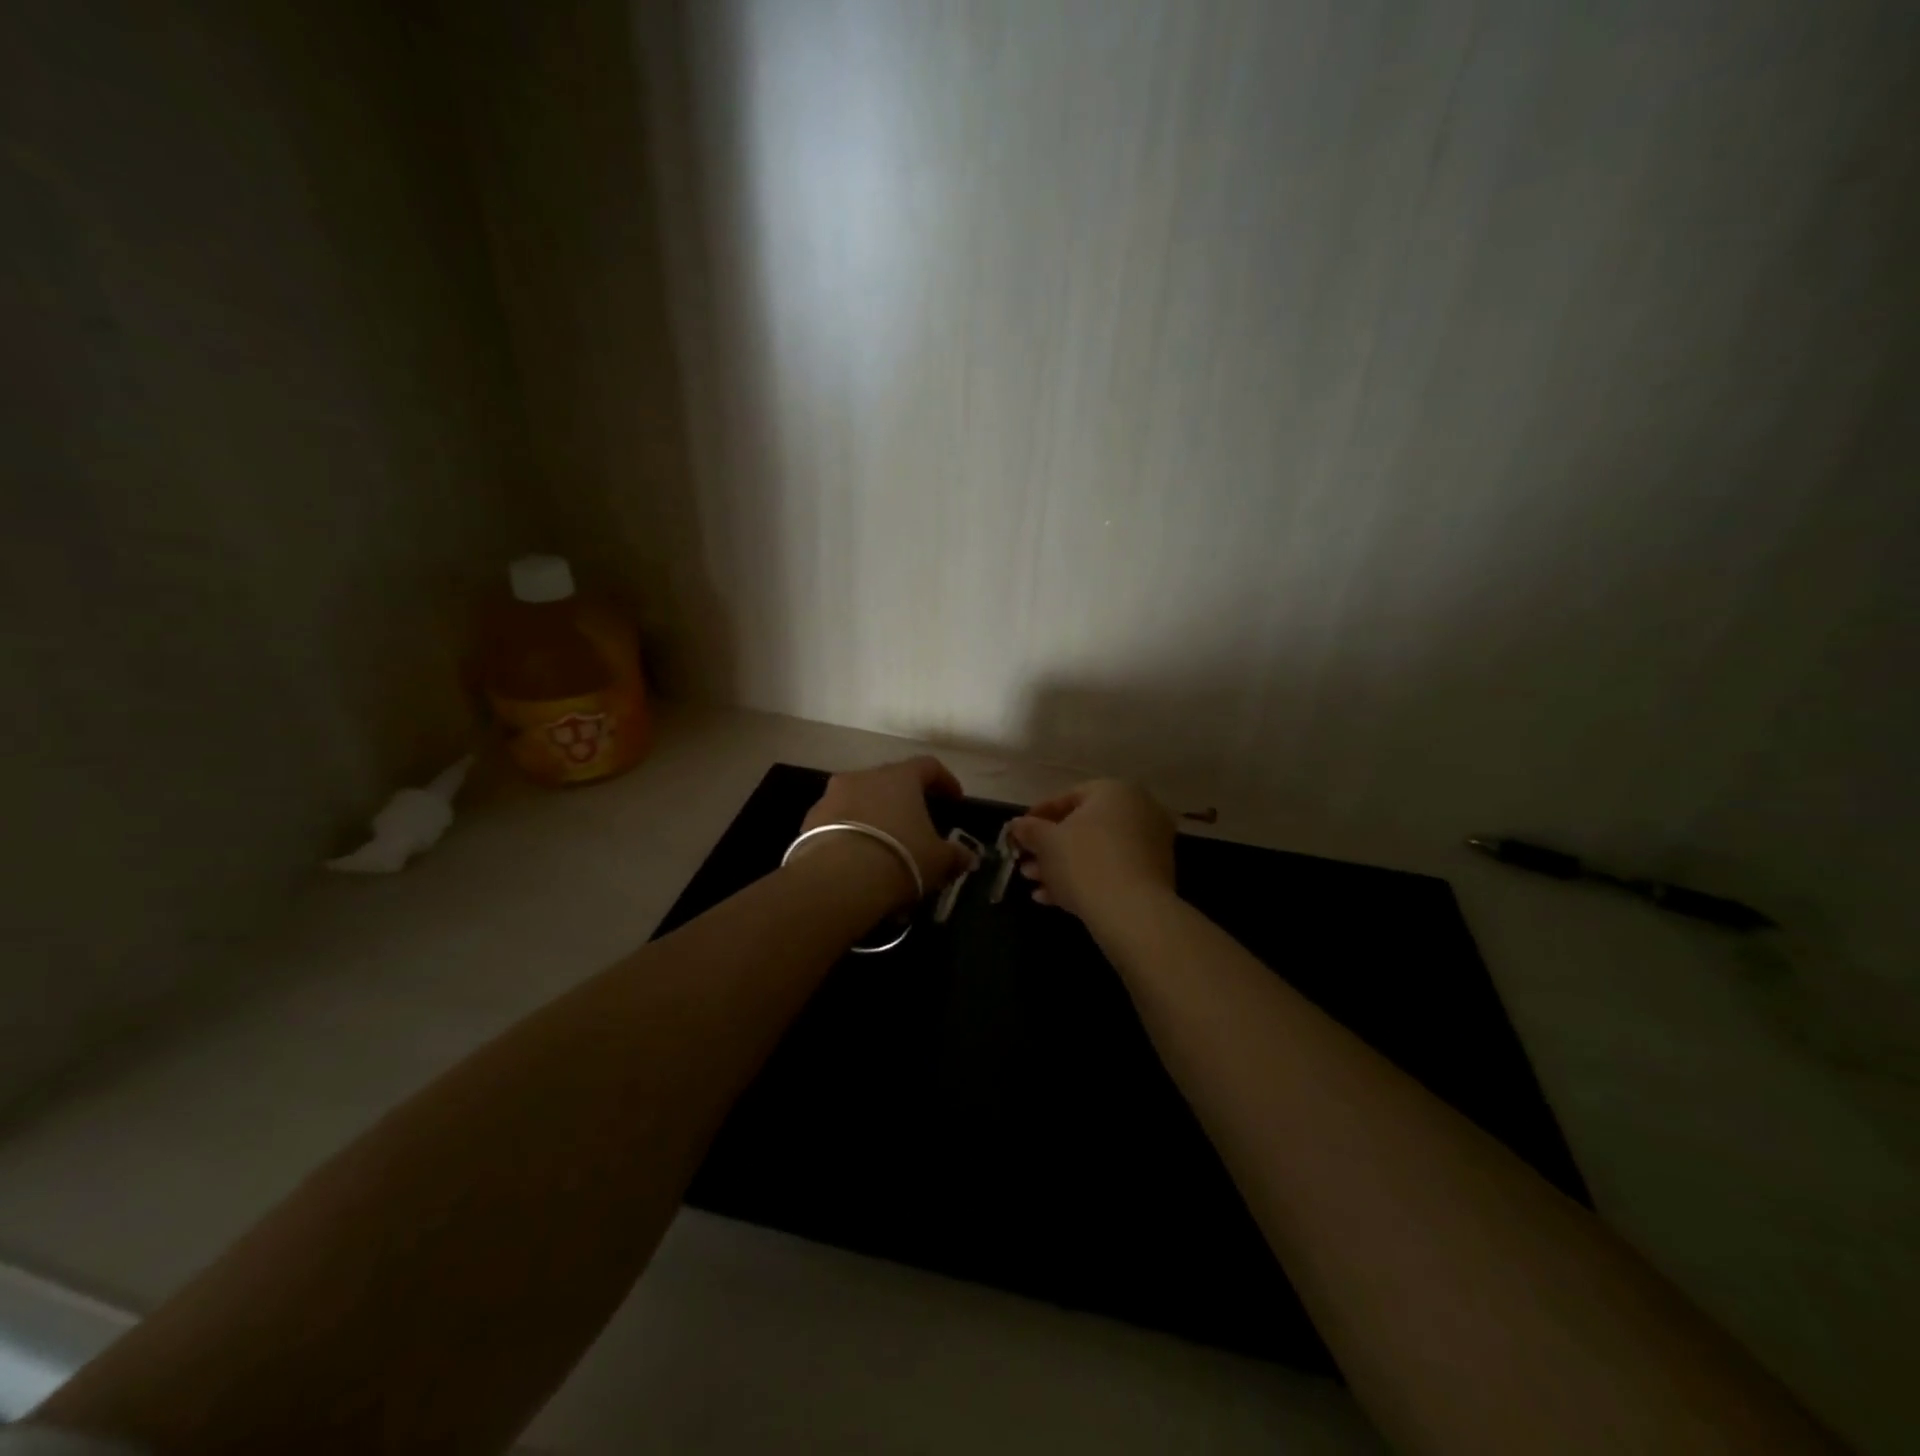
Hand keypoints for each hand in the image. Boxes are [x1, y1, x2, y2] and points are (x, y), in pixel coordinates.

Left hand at [799, 756, 977, 908]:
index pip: (928, 766)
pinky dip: (850, 834)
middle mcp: (863, 776)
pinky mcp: (808, 821)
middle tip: (917, 824)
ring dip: (873, 816)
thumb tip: (968, 857)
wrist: (838, 880)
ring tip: (884, 845)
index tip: (954, 799)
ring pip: (859, 800)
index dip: (944, 781)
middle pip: (889, 781)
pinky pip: (837, 822)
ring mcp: (831, 796)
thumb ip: (955, 855)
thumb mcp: (938, 860)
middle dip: (904, 800)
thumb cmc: (900, 857)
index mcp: (899, 777)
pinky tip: (857, 860)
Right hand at [1010, 780, 1176, 920]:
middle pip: (1083, 827)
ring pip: (1096, 851)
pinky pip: (1111, 870)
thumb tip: (1017, 825)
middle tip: (1025, 862)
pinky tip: (1053, 898)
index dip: (1038, 816)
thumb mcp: (1046, 842)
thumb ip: (1029, 829)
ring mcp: (1151, 844)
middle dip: (1049, 848)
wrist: (1131, 912)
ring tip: (1033, 884)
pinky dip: (1084, 879)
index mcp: (1115, 791)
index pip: (1068, 797)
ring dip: (1061, 866)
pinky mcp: (1154, 875)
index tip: (1019, 833)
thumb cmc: (1084, 862)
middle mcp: (1139, 810)